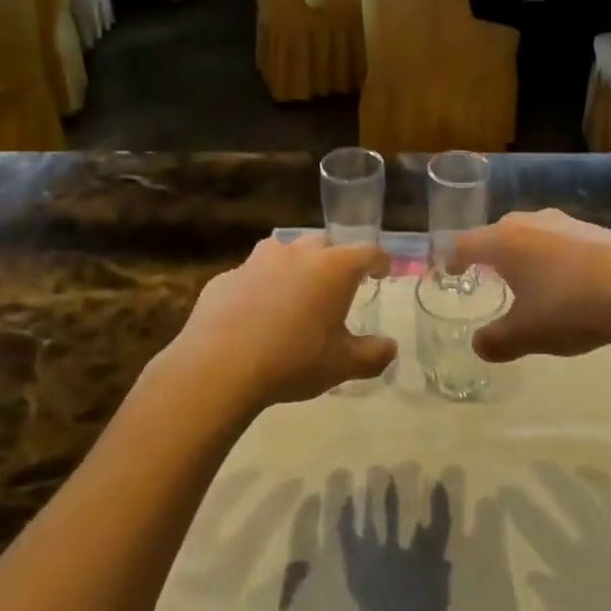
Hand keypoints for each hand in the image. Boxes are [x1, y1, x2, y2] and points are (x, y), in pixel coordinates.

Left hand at [167, 234, 393, 408]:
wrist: (220, 366)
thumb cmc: (293, 360)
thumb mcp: (341, 365)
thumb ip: (372, 355)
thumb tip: (391, 348)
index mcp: (333, 269)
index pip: (367, 252)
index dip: (378, 261)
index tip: (381, 273)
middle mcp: (298, 254)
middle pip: (323, 244)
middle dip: (333, 260)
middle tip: (335, 287)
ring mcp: (258, 261)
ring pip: (283, 250)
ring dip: (293, 265)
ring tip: (293, 292)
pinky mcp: (226, 277)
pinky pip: (249, 275)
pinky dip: (258, 287)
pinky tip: (253, 314)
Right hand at [451, 209, 610, 362]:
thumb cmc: (570, 307)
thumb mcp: (527, 334)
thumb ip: (497, 341)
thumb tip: (479, 345)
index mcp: (504, 242)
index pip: (465, 244)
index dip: (453, 259)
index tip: (449, 271)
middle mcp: (530, 223)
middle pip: (498, 233)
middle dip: (489, 254)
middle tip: (487, 277)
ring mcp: (566, 222)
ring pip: (532, 234)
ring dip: (525, 254)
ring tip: (529, 280)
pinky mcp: (597, 230)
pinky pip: (562, 241)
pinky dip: (555, 258)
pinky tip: (570, 282)